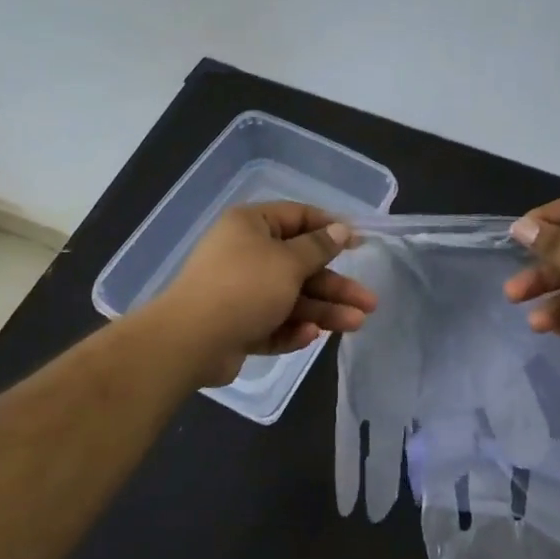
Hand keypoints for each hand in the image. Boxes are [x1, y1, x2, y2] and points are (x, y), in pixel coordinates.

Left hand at [154, 202, 376, 386]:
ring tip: (356, 324)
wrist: (190, 341)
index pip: (298, 218)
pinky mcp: (238, 325)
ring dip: (323, 310)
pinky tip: (310, 335)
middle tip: (369, 301)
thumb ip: (318, 247)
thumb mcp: (288, 262)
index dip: (331, 229)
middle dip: (335, 285)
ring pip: (291, 298)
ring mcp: (241, 292)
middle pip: (301, 265)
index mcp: (251, 226)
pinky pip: (273, 322)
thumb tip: (340, 229)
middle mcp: (246, 254)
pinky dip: (292, 328)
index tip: (360, 243)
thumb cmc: (244, 288)